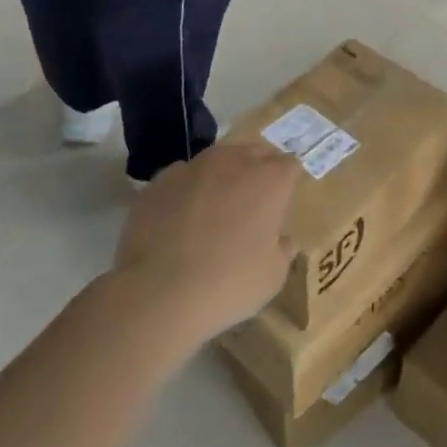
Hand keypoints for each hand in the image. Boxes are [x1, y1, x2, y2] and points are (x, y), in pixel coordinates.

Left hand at [114, 143, 298, 346]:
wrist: (157, 294)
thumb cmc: (229, 284)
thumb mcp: (274, 275)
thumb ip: (282, 248)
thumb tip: (280, 239)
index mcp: (270, 179)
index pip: (289, 165)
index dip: (287, 183)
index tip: (281, 205)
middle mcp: (233, 162)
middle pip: (254, 152)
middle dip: (257, 171)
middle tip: (252, 204)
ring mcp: (193, 168)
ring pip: (216, 160)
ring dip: (221, 176)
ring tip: (215, 208)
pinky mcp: (159, 182)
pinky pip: (182, 178)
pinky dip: (187, 191)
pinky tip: (180, 219)